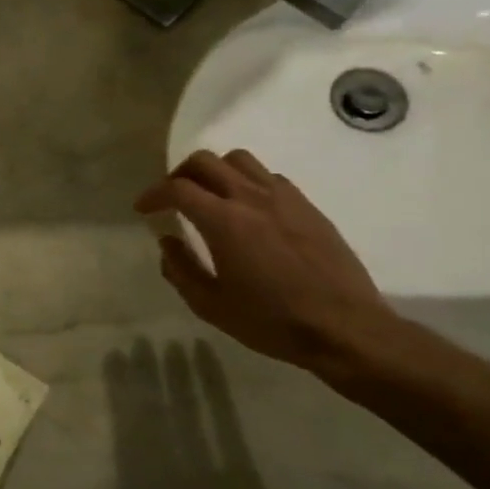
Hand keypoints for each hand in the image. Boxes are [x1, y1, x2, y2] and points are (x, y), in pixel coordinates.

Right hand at [135, 149, 395, 370]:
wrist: (346, 329)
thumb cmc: (272, 322)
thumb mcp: (211, 306)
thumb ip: (180, 270)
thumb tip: (167, 242)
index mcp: (224, 222)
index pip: (177, 189)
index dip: (153, 194)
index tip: (144, 209)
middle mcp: (251, 198)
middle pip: (205, 161)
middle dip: (179, 174)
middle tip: (172, 197)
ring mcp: (284, 198)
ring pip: (239, 160)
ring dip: (215, 171)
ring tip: (210, 195)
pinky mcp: (307, 207)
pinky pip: (269, 177)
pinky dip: (247, 182)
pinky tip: (248, 209)